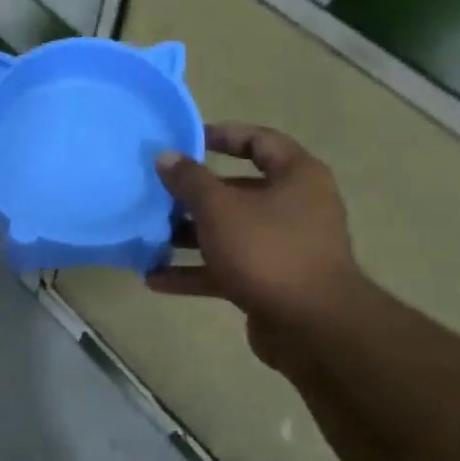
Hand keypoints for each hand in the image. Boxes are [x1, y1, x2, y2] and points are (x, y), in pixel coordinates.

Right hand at [148, 123, 361, 343]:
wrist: (311, 325)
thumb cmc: (267, 250)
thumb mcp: (219, 208)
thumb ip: (189, 180)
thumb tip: (166, 156)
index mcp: (296, 177)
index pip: (259, 141)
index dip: (222, 135)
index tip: (184, 140)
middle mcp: (294, 207)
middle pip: (238, 190)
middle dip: (194, 194)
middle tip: (157, 192)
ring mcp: (282, 247)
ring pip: (229, 232)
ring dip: (188, 235)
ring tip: (149, 236)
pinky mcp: (269, 281)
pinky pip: (225, 269)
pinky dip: (194, 272)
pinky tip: (155, 279)